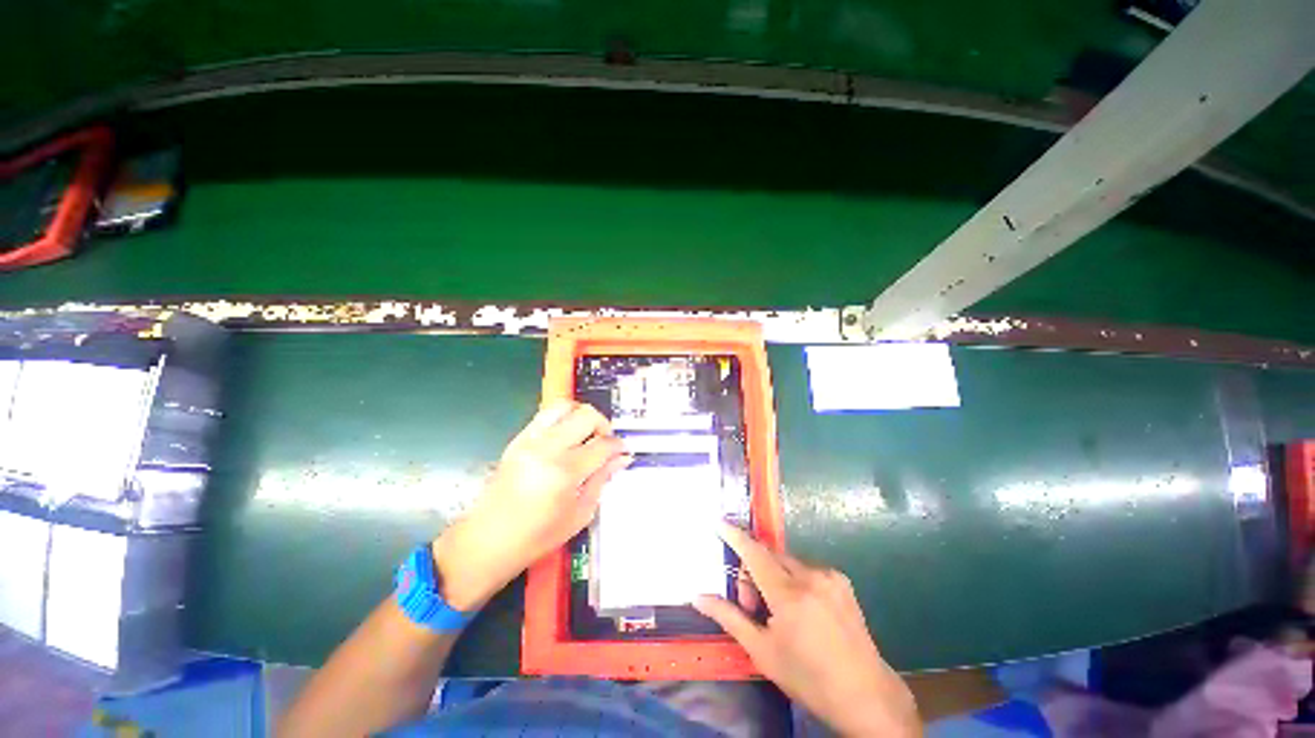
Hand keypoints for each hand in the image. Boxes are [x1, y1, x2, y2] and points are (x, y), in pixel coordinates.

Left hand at [431, 401, 629, 611]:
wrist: (485, 542)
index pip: (602, 444)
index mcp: (564, 472)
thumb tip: (621, 458)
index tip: (623, 451)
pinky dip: (562, 419)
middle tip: (605, 443)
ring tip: (586, 435)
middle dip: (603, 425)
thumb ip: (602, 480)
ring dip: (581, 416)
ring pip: (564, 406)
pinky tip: (566, 438)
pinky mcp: (517, 439)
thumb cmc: (536, 538)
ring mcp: (529, 440)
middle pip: (586, 415)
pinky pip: (546, 415)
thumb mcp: (579, 514)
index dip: (618, 446)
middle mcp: (547, 448)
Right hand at [694, 524, 920, 736]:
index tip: (718, 522)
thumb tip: (698, 596)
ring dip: (773, 576)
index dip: (734, 536)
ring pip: (787, 562)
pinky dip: (794, 580)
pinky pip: (806, 569)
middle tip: (751, 606)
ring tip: (778, 611)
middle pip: (769, 557)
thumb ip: (729, 617)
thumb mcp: (762, 652)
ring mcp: (830, 577)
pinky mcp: (841, 581)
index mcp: (789, 595)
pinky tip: (801, 609)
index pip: (754, 554)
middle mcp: (811, 576)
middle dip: (753, 572)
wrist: (866, 696)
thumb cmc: (808, 678)